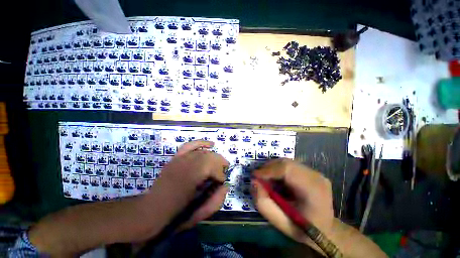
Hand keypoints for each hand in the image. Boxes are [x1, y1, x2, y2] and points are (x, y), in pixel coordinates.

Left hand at [143, 140, 228, 229]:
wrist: (151, 211)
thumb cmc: (174, 215)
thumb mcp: (198, 214)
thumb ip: (216, 201)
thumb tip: (225, 186)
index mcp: (189, 179)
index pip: (211, 167)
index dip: (219, 174)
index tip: (222, 182)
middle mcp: (185, 165)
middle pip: (209, 157)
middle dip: (220, 163)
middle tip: (223, 172)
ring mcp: (179, 159)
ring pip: (203, 152)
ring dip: (214, 156)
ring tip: (220, 162)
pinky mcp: (176, 158)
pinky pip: (190, 145)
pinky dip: (201, 143)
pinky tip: (211, 144)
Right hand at [251, 158, 333, 244]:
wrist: (326, 230)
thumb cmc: (303, 229)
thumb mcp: (281, 222)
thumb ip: (264, 203)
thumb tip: (253, 182)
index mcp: (313, 189)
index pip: (287, 169)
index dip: (268, 170)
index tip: (254, 176)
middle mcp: (316, 176)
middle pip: (286, 163)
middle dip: (268, 168)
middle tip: (258, 177)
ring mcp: (315, 172)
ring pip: (287, 162)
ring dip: (272, 168)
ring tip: (266, 179)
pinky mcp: (311, 172)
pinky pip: (290, 165)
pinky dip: (278, 170)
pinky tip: (276, 179)